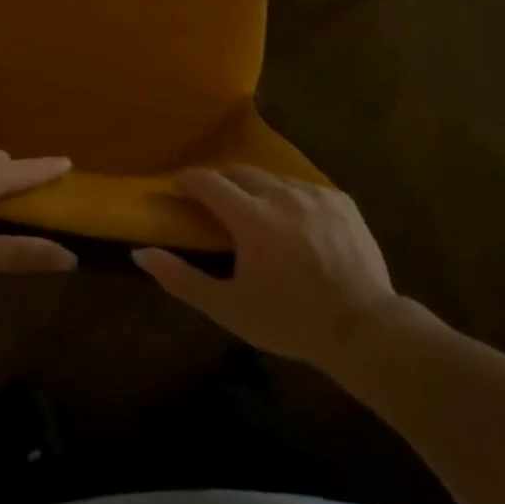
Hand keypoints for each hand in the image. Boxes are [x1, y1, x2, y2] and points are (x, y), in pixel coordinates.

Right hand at [134, 167, 399, 368]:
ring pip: (273, 178)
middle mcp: (282, 195)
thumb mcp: (228, 308)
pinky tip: (292, 223)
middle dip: (221, 182)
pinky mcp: (341, 202)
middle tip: (214, 203)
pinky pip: (304, 188)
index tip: (178, 187)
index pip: (208, 181)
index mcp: (251, 218)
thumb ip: (180, 279)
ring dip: (256, 189)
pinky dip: (289, 198)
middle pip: (240, 172)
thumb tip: (140, 254)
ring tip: (254, 212)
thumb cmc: (289, 321)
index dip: (187, 180)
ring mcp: (315, 195)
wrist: (364, 331)